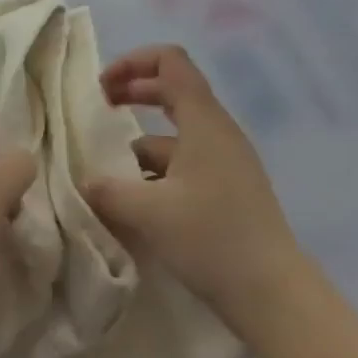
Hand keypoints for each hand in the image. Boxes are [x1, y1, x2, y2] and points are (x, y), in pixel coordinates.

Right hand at [84, 46, 308, 334]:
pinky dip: (158, 170)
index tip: (103, 88)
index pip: (170, 61)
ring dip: (141, 142)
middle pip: (173, 90)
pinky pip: (186, 162)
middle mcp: (218, 132)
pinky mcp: (228, 189)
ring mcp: (227, 161)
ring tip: (111, 172)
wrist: (274, 297)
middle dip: (133, 93)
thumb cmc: (212, 240)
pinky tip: (139, 202)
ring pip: (177, 133)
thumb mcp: (147, 213)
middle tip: (101, 110)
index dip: (132, 62)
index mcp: (203, 121)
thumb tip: (83, 182)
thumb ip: (107, 190)